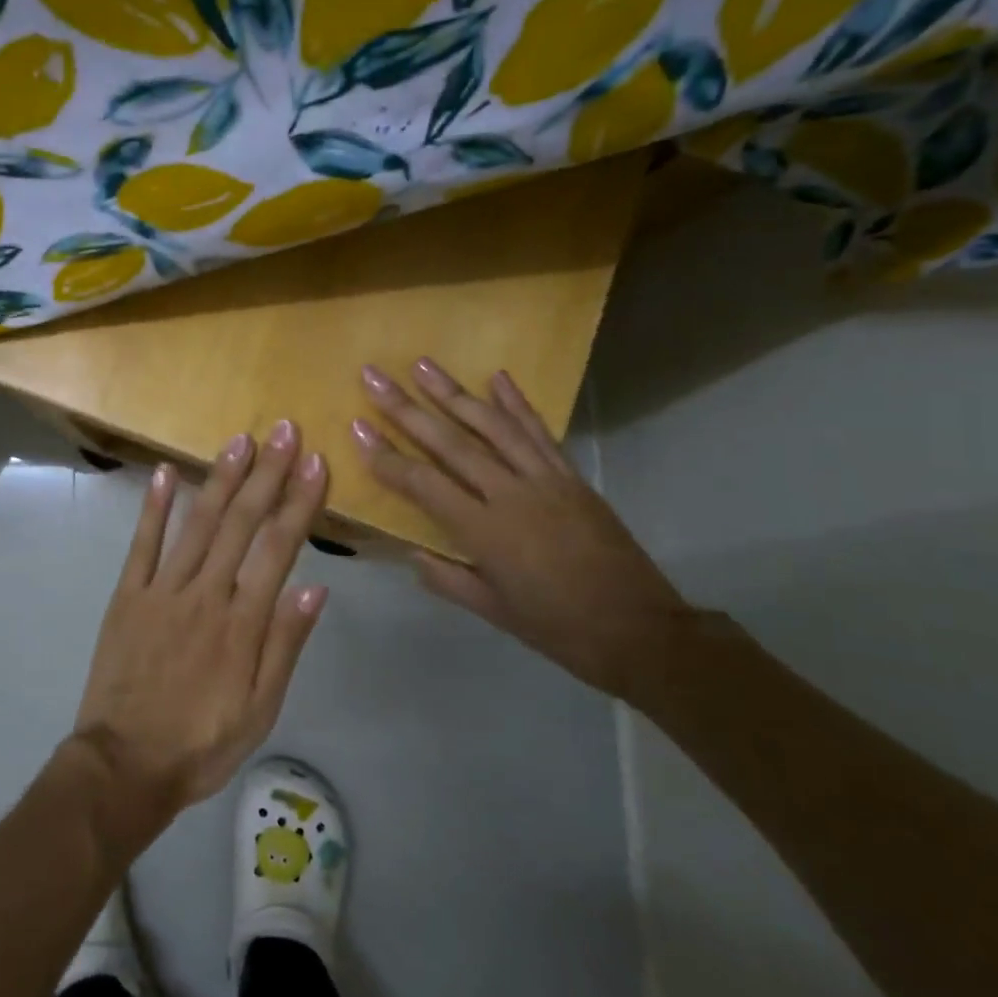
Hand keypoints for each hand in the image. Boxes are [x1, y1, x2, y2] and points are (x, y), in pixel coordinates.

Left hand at [71, 422, 330, 829]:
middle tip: (284, 430)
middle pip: (241, 523)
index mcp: (242, 623)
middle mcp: (205, 594)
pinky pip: (142, 543)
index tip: (316, 464)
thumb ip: (285, 646)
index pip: (279, 549)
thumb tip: (315, 588)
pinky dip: (153, 506)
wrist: (124, 765)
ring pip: (196, 523)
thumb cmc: (202, 742)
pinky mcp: (128, 595)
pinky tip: (164, 472)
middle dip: (266, 474)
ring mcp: (162, 590)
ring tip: (240, 440)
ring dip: (220, 478)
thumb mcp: (260, 710)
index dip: (299, 503)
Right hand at [352, 358, 693, 702]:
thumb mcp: (493, 611)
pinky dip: (517, 403)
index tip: (357, 425)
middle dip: (407, 408)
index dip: (386, 455)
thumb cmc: (557, 628)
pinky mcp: (571, 477)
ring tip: (423, 365)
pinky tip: (497, 377)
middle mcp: (511, 495)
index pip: (423, 483)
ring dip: (455, 393)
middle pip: (450, 443)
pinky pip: (539, 433)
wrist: (640, 630)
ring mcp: (545, 480)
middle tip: (375, 376)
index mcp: (485, 532)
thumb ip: (447, 578)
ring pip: (493, 426)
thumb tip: (412, 552)